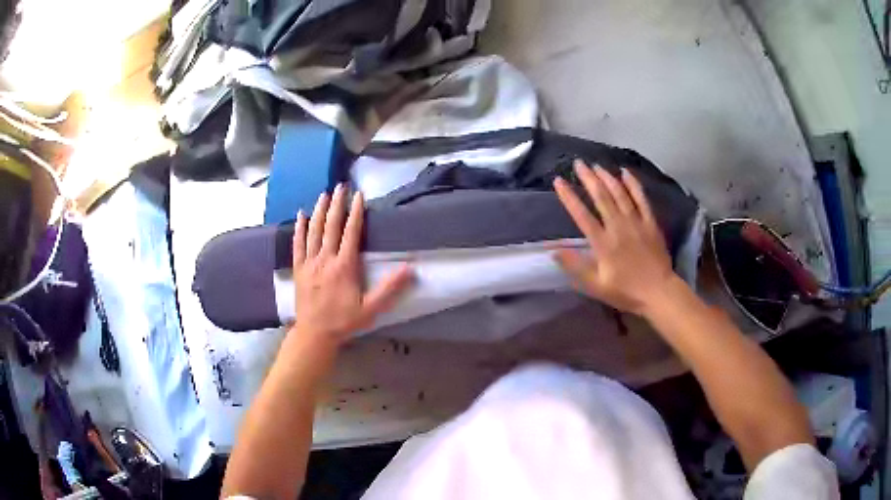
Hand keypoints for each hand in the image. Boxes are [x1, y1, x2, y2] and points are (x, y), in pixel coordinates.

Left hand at [290, 184, 413, 346]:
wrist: (315, 333)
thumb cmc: (345, 321)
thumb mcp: (371, 308)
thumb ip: (390, 288)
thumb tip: (409, 268)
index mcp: (344, 266)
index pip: (351, 232)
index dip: (356, 212)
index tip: (359, 195)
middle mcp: (325, 259)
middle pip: (331, 226)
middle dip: (336, 204)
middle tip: (340, 186)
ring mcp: (309, 263)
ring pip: (314, 231)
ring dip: (319, 211)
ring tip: (324, 194)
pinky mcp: (299, 268)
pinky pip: (297, 244)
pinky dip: (299, 228)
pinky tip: (301, 215)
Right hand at [552, 160, 676, 315]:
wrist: (658, 292)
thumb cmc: (625, 291)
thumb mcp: (595, 286)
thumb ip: (575, 267)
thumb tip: (554, 250)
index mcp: (603, 243)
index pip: (582, 215)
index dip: (569, 197)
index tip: (558, 181)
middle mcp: (618, 227)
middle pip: (601, 197)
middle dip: (588, 178)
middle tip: (578, 163)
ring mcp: (636, 222)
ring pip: (620, 194)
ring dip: (607, 177)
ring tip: (596, 165)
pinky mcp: (650, 222)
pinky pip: (641, 199)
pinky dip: (633, 184)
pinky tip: (626, 172)